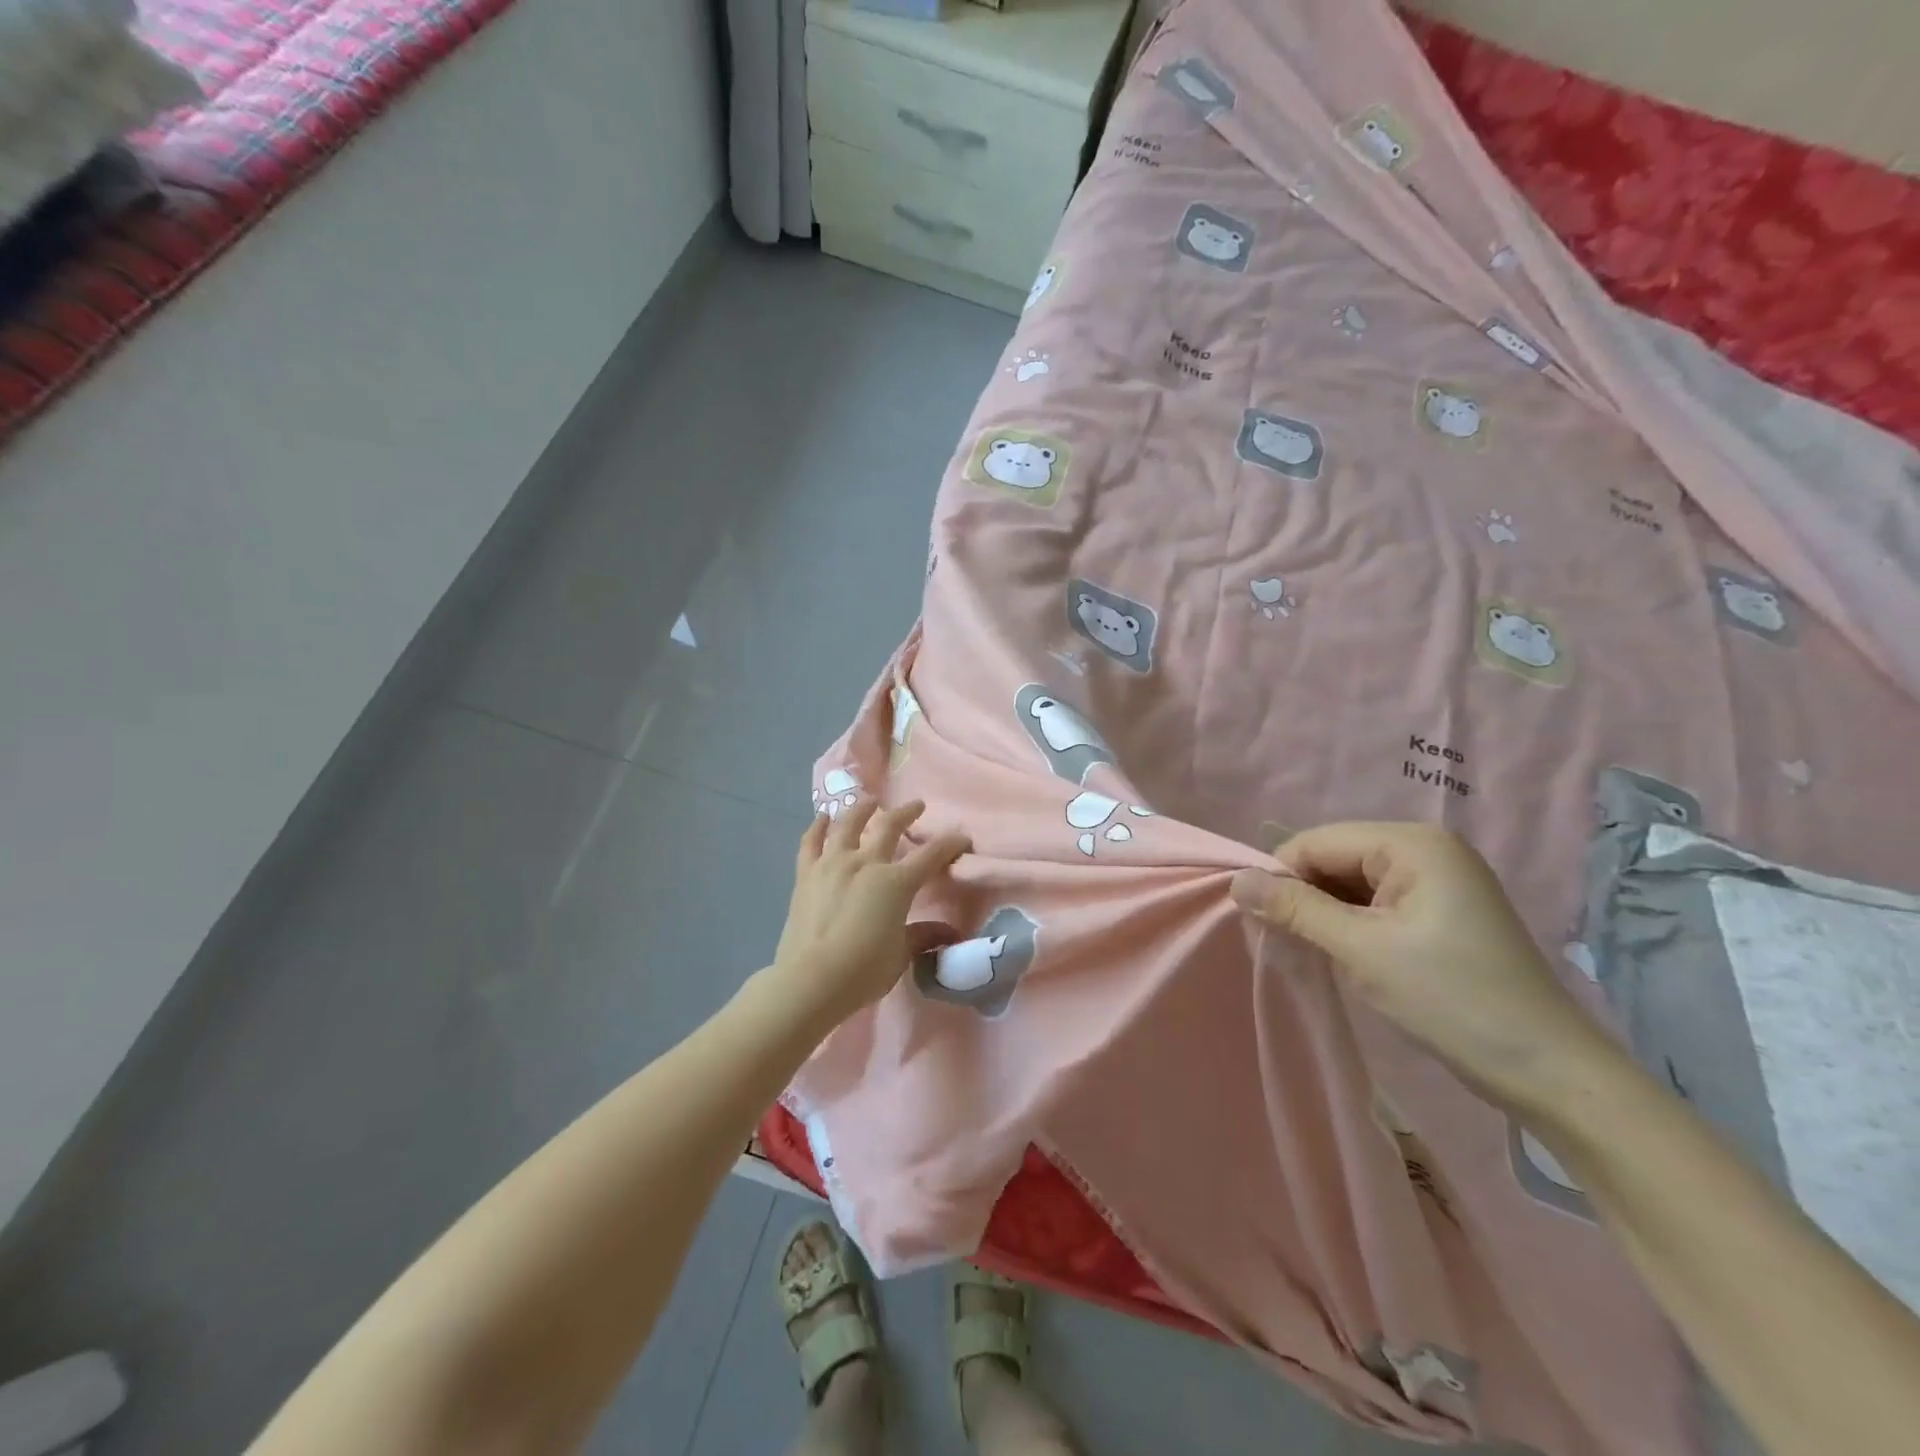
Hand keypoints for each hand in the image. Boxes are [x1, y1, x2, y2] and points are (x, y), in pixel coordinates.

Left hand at [770, 798, 970, 1028]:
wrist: (811, 980)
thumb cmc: (863, 970)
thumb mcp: (901, 955)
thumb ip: (922, 936)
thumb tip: (949, 932)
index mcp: (896, 883)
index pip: (931, 855)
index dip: (949, 844)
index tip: (961, 837)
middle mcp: (866, 863)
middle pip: (889, 827)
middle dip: (906, 813)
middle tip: (916, 805)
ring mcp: (833, 864)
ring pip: (849, 825)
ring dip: (862, 809)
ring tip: (869, 801)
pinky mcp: (806, 874)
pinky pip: (811, 842)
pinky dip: (818, 827)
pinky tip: (823, 817)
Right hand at [1231, 822, 1614, 1111]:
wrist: (1549, 1073)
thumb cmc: (1452, 999)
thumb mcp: (1362, 950)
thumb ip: (1295, 908)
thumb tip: (1236, 879)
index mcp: (1412, 843)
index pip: (1319, 841)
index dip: (1281, 875)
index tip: (1258, 920)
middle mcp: (1425, 850)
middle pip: (1334, 858)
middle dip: (1302, 894)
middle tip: (1279, 940)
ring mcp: (1436, 882)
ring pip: (1351, 883)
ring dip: (1322, 912)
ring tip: (1306, 950)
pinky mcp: (1439, 914)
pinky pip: (1374, 904)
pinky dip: (1348, 925)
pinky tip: (1338, 954)